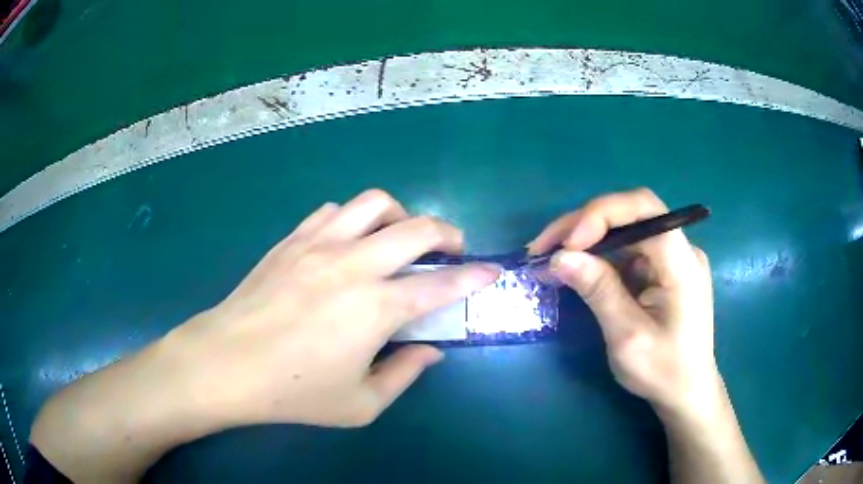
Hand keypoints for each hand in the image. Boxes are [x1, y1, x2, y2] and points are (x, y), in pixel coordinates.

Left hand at [167, 189, 499, 427]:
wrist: (226, 363)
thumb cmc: (293, 391)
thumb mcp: (360, 404)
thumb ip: (404, 374)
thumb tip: (430, 350)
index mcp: (375, 308)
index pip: (441, 285)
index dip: (475, 277)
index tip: (493, 271)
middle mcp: (353, 264)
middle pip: (417, 227)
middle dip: (448, 233)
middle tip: (452, 250)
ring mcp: (319, 244)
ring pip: (375, 203)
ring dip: (399, 216)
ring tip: (399, 239)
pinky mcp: (292, 239)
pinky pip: (334, 211)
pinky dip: (354, 219)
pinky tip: (350, 242)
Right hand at [529, 188, 718, 415]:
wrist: (685, 391)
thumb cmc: (662, 371)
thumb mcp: (627, 337)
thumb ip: (599, 291)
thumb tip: (559, 257)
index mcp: (682, 263)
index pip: (645, 210)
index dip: (602, 215)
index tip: (567, 244)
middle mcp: (681, 250)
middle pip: (630, 214)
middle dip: (583, 225)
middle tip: (541, 247)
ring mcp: (672, 258)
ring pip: (624, 229)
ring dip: (586, 239)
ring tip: (549, 257)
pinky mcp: (662, 270)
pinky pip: (627, 250)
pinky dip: (597, 255)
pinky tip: (575, 268)